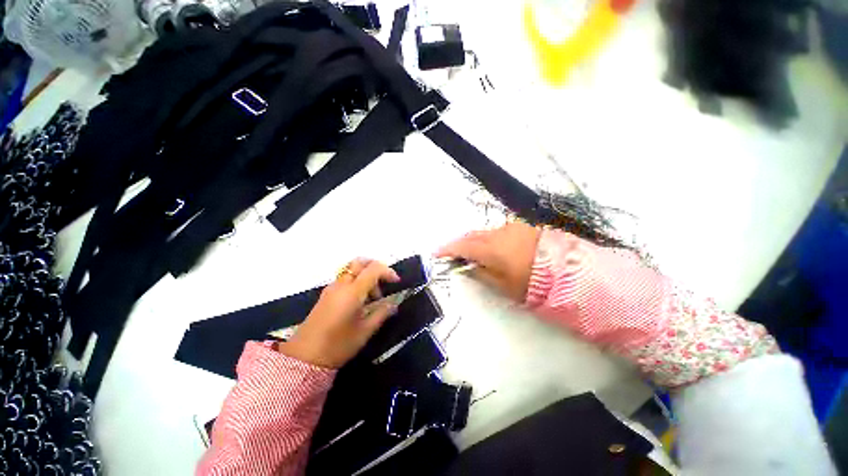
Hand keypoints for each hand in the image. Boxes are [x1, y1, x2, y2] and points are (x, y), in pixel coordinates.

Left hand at [278, 258, 400, 367]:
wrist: (303, 358)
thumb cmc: (337, 345)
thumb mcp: (365, 331)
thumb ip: (381, 314)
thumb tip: (394, 304)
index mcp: (352, 292)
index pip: (373, 269)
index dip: (388, 272)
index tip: (396, 282)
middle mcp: (341, 284)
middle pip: (360, 262)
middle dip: (376, 267)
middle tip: (384, 283)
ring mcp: (331, 288)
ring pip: (351, 269)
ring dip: (366, 275)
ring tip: (373, 297)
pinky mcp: (326, 294)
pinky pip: (344, 278)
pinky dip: (356, 281)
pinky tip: (360, 300)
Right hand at [436, 222, 541, 302]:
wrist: (568, 269)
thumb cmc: (532, 282)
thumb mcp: (503, 285)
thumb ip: (481, 274)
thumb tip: (465, 267)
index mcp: (491, 248)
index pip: (462, 246)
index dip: (447, 249)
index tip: (436, 253)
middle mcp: (497, 233)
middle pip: (471, 236)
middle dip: (459, 244)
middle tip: (451, 253)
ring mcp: (510, 227)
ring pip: (485, 233)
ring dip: (475, 241)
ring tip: (472, 253)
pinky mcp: (521, 226)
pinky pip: (498, 231)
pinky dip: (489, 239)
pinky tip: (493, 248)